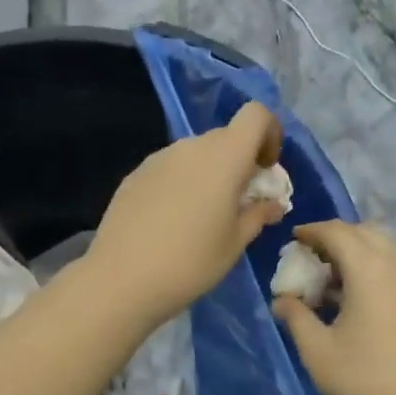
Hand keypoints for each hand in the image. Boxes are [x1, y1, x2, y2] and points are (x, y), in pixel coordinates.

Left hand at [84, 101, 287, 327]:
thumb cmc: (191, 262)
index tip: (266, 169)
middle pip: (226, 136)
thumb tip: (274, 203)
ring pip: (197, 153)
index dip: (269, 133)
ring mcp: (159, 158)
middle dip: (241, 160)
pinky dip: (183, 182)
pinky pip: (171, 168)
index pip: (256, 115)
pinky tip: (172, 221)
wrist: (122, 279)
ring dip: (210, 172)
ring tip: (203, 216)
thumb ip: (259, 214)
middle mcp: (191, 147)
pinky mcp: (136, 174)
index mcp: (224, 157)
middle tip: (240, 201)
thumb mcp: (235, 243)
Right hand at [272, 221, 395, 394]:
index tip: (292, 240)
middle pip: (363, 234)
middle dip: (334, 239)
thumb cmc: (365, 382)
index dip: (311, 232)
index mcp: (370, 269)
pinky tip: (355, 301)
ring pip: (382, 250)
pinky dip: (372, 270)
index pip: (337, 232)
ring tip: (329, 282)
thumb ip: (296, 316)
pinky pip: (395, 269)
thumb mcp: (318, 351)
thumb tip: (282, 299)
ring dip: (355, 255)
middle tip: (309, 259)